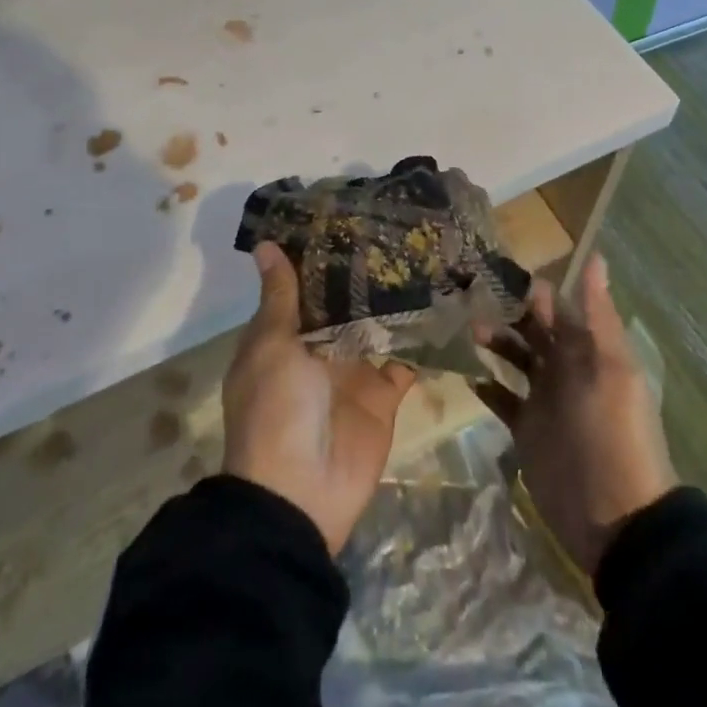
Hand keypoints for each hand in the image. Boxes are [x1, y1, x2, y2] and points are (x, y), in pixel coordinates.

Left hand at [222, 242, 415, 553]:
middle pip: (343, 301)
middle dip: (364, 270)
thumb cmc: (277, 409)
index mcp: (285, 334)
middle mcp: (319, 346)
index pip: (304, 284)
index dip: (320, 252)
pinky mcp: (383, 394)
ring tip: (425, 252)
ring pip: (376, 324)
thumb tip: (264, 245)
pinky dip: (420, 339)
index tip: (347, 211)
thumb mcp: (271, 346)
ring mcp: (353, 371)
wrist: (300, 495)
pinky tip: (442, 303)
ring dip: (395, 298)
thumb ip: (280, 297)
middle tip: (397, 224)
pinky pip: (404, 360)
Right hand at [476, 255, 676, 577]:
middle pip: (533, 332)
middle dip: (509, 313)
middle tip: (474, 295)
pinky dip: (487, 387)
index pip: (559, 311)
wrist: (614, 517)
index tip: (503, 270)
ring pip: (515, 360)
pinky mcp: (526, 431)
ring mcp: (543, 401)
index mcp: (587, 353)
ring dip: (496, 343)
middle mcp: (564, 370)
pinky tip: (469, 375)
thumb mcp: (611, 368)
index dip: (536, 292)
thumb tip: (597, 257)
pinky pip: (503, 400)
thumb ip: (598, 315)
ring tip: (471, 330)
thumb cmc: (613, 433)